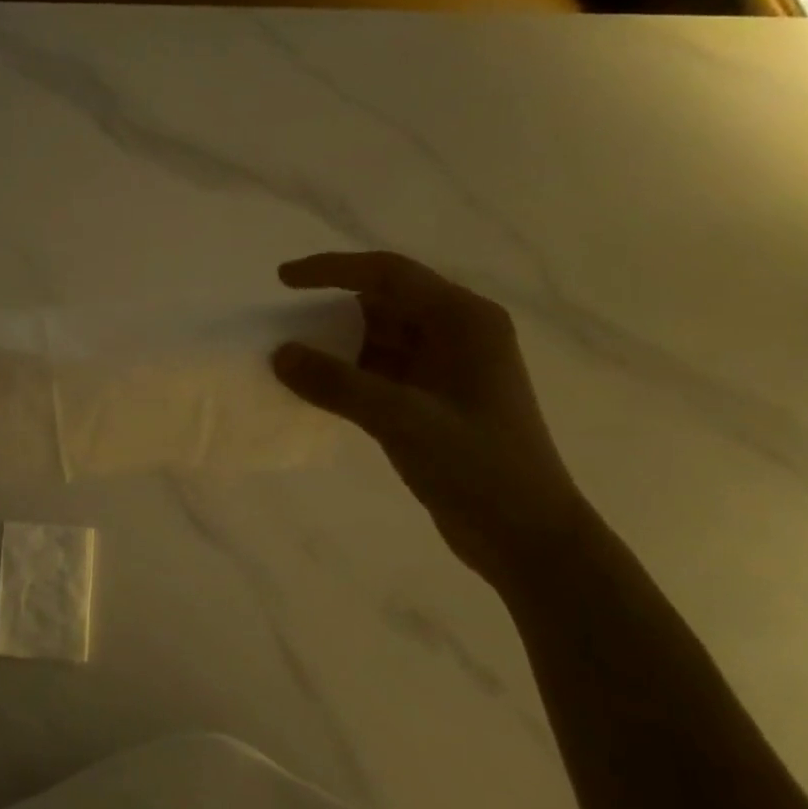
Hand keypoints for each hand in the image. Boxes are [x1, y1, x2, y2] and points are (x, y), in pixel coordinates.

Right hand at [272, 251, 591, 583]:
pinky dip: (349, 376)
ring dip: (337, 346)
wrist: (527, 538)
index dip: (332, 270)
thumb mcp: (404, 420)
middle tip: (281, 326)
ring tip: (289, 358)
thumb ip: (338, 384)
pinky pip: (381, 373)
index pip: (389, 274)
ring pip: (380, 340)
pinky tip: (316, 391)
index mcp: (464, 321)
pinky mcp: (434, 402)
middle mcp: (458, 335)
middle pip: (384, 304)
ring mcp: (447, 370)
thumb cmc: (479, 468)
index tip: (282, 280)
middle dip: (332, 312)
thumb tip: (280, 353)